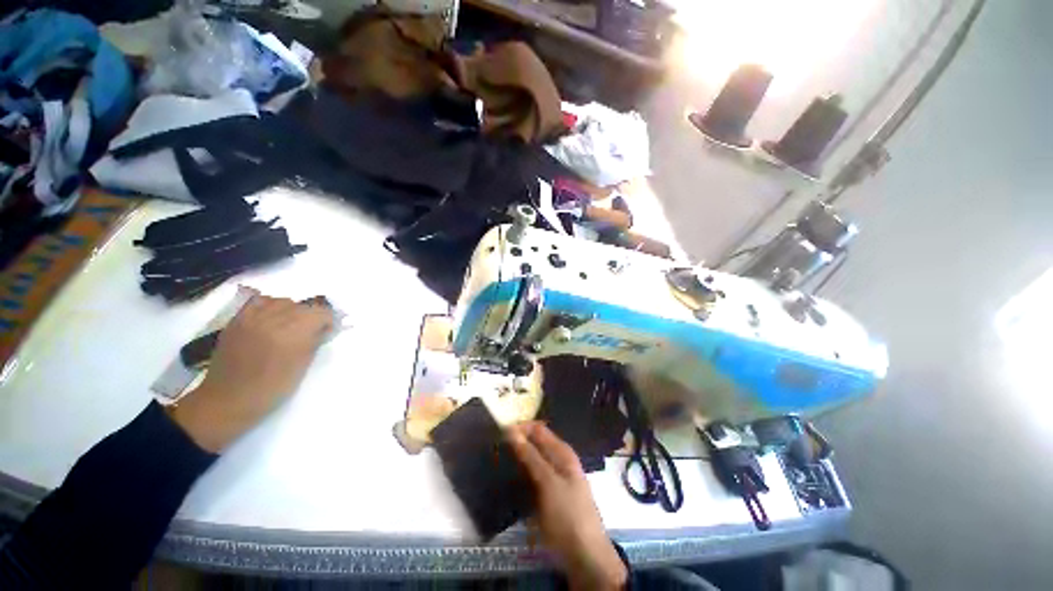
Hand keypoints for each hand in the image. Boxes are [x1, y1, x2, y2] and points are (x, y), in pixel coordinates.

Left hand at [171, 292, 333, 452]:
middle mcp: (274, 319)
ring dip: (292, 311)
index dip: (329, 321)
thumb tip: (325, 329)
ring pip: (283, 301)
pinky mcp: (238, 320)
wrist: (229, 399)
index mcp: (294, 332)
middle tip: (311, 332)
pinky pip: (259, 301)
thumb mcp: (303, 366)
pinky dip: (270, 306)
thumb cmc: (272, 388)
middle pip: (304, 306)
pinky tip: (270, 319)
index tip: (327, 332)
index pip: (322, 312)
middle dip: (312, 317)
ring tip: (289, 326)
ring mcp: (252, 317)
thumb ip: (315, 341)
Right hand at [507, 422, 627, 589]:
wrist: (584, 557)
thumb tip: (512, 430)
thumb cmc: (568, 514)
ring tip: (494, 463)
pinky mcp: (545, 497)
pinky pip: (529, 480)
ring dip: (515, 461)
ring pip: (529, 462)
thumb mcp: (548, 482)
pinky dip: (518, 478)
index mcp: (562, 452)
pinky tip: (504, 481)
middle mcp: (557, 461)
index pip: (537, 429)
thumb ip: (531, 456)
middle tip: (493, 449)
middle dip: (515, 445)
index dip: (520, 428)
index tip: (498, 433)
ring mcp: (551, 479)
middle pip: (534, 445)